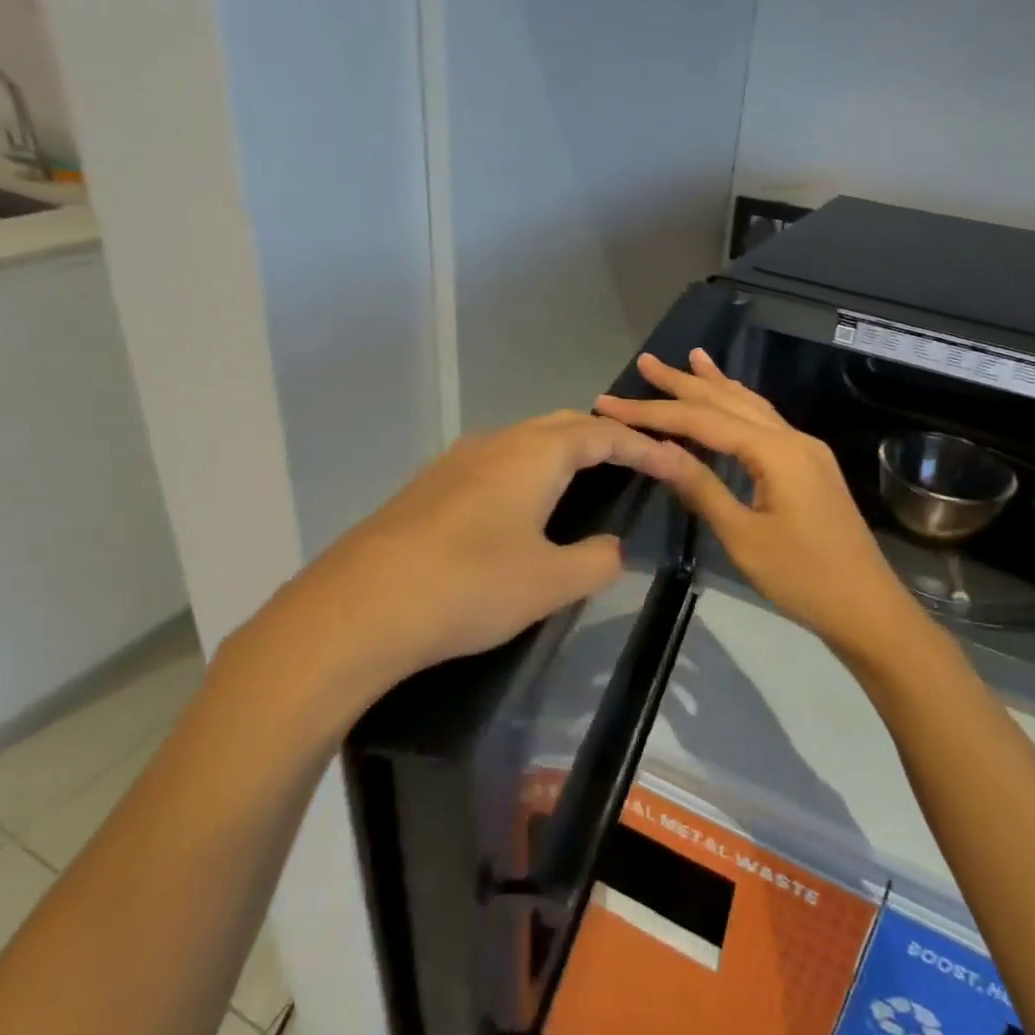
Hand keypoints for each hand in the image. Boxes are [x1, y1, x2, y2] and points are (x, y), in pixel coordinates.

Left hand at [223, 411, 674, 729]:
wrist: (358, 608)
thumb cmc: (469, 587)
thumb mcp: (549, 582)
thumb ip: (595, 560)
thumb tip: (610, 548)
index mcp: (534, 455)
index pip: (603, 436)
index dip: (645, 447)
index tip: (676, 462)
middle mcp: (495, 443)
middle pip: (563, 426)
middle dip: (604, 439)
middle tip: (635, 462)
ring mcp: (455, 462)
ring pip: (524, 441)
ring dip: (562, 452)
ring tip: (585, 479)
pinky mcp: (428, 487)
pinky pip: (495, 463)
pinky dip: (527, 471)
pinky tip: (521, 507)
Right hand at [595, 350, 919, 656]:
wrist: (866, 607)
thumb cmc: (802, 578)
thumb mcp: (742, 536)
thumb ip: (700, 486)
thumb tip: (655, 450)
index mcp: (775, 451)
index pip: (702, 421)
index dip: (653, 411)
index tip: (610, 403)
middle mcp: (792, 438)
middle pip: (729, 401)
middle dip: (684, 382)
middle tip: (646, 362)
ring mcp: (806, 450)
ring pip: (752, 406)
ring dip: (717, 384)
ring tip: (690, 359)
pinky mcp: (810, 466)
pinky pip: (767, 423)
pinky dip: (741, 405)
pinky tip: (732, 399)